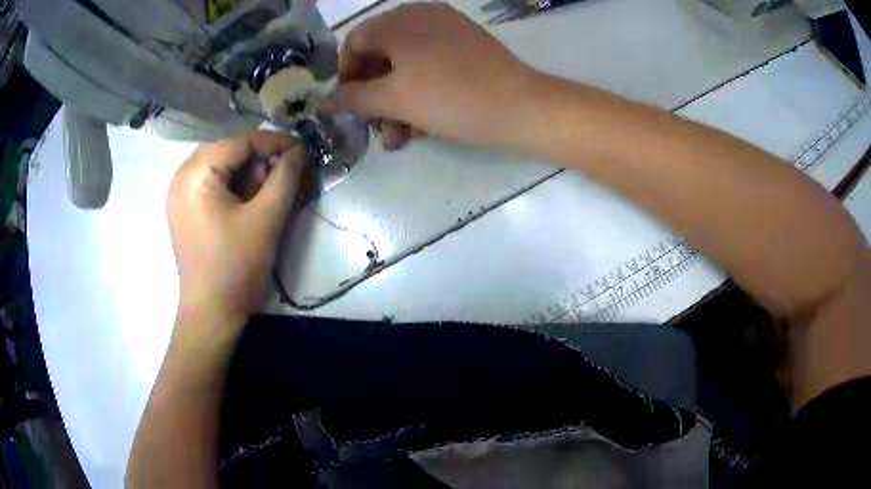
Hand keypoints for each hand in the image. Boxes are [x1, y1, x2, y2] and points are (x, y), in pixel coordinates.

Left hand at [167, 133, 304, 333]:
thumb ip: (285, 177)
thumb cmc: (236, 267)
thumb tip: (299, 151)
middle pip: (229, 152)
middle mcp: (182, 177)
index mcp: (195, 173)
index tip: (303, 152)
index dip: (274, 143)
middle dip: (261, 161)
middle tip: (287, 177)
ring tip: (271, 194)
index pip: (240, 142)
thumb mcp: (266, 218)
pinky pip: (214, 186)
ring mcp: (181, 194)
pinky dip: (237, 189)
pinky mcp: (186, 210)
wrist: (212, 313)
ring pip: (223, 168)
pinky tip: (252, 204)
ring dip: (250, 175)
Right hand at [338, 3, 536, 149]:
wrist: (522, 107)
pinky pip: (431, 67)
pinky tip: (423, 126)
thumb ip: (354, 98)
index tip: (347, 106)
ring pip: (407, 66)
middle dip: (373, 96)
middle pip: (380, 55)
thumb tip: (329, 99)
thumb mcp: (395, 100)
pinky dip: (421, 93)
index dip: (345, 76)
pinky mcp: (467, 48)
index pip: (354, 42)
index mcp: (400, 21)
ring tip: (398, 139)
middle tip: (374, 128)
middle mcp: (421, 16)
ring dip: (396, 103)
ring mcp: (448, 30)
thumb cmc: (451, 98)